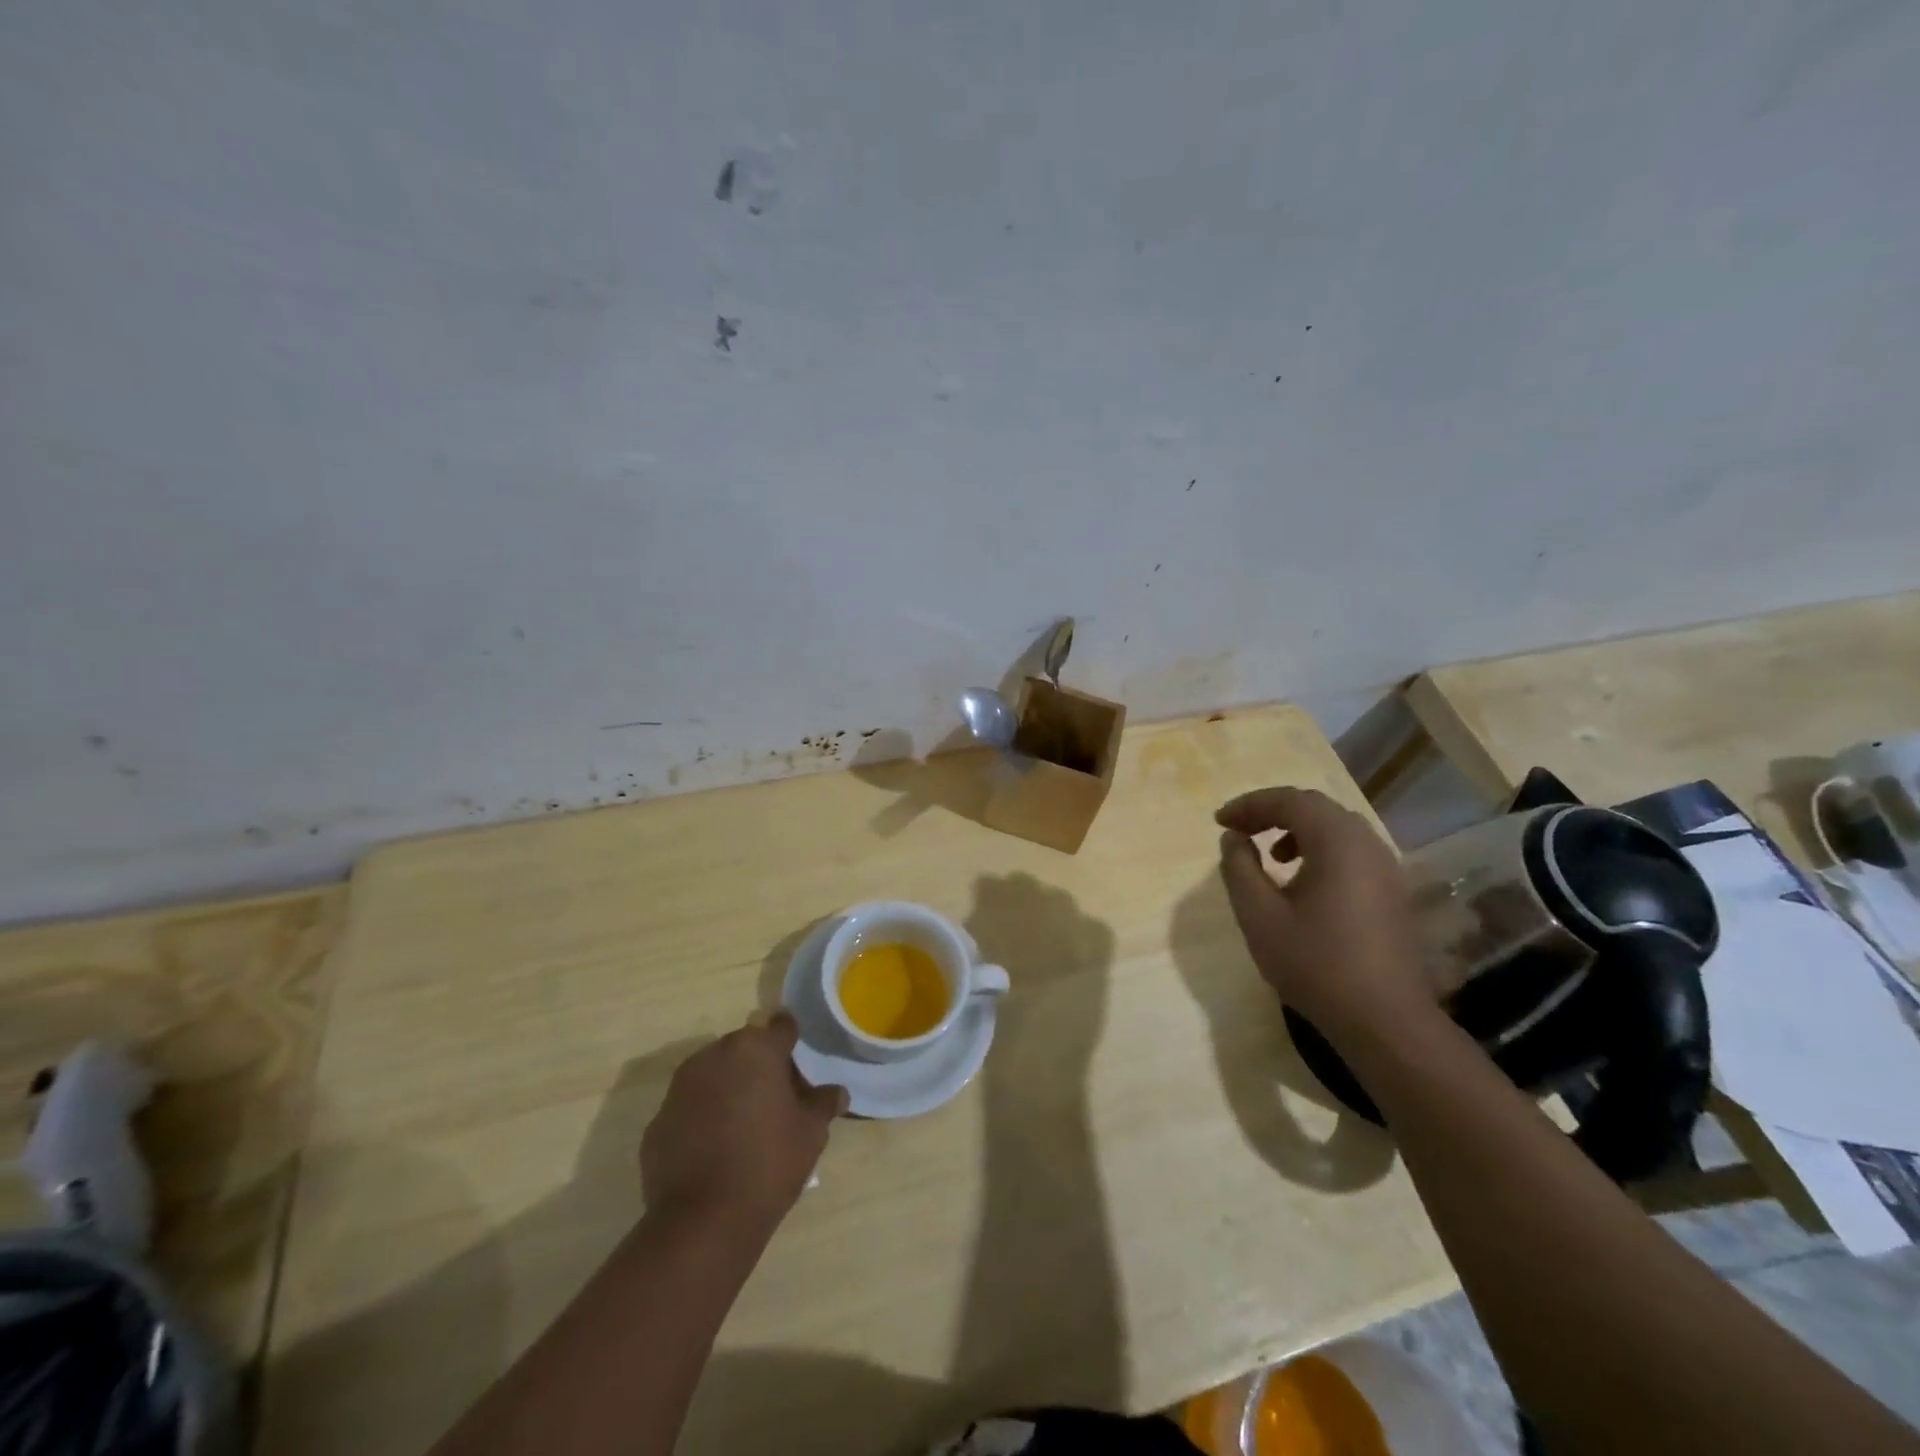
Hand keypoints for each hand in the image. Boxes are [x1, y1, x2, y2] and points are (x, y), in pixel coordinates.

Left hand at [640, 1013, 847, 1235]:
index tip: (799, 1062)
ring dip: (728, 1087)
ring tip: (743, 1124)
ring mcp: (680, 1086)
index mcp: (756, 1049)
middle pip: (745, 1048)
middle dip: (759, 1065)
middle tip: (775, 1099)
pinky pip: (689, 1106)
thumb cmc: (768, 1164)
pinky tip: (714, 1148)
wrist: (702, 1222)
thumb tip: (837, 1092)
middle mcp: (715, 1055)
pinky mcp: (658, 1120)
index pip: (782, 1027)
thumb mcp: (811, 1133)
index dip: (793, 1042)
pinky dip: (702, 1116)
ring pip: (713, 1074)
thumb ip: (824, 1103)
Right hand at [1215, 787, 1434, 1046]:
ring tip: (1269, 857)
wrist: (1384, 1020)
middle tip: (1239, 831)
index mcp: (1337, 842)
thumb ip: (1239, 868)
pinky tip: (1302, 883)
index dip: (1249, 805)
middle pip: (1315, 808)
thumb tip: (1234, 838)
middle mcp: (1367, 844)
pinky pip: (1352, 851)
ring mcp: (1386, 868)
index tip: (1219, 822)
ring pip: (1337, 828)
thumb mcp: (1259, 916)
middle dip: (1272, 813)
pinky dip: (1320, 850)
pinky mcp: (1392, 892)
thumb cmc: (1315, 963)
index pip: (1289, 801)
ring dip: (1297, 831)